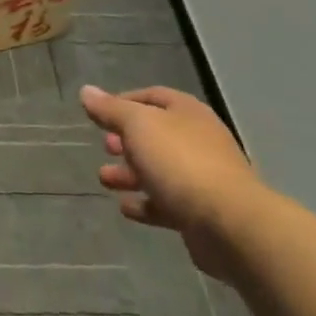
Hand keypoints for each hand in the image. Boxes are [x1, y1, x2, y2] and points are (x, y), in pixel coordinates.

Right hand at [80, 84, 264, 275]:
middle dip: (126, 140)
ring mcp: (203, 178)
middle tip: (104, 147)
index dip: (125, 101)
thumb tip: (86, 91)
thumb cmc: (180, 162)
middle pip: (156, 135)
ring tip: (104, 179)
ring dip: (130, 173)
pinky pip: (167, 203)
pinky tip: (126, 208)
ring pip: (159, 170)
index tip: (99, 113)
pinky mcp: (201, 214)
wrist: (229, 225)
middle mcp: (198, 141)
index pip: (153, 96)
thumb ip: (111, 109)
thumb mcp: (138, 125)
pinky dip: (145, 203)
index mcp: (188, 113)